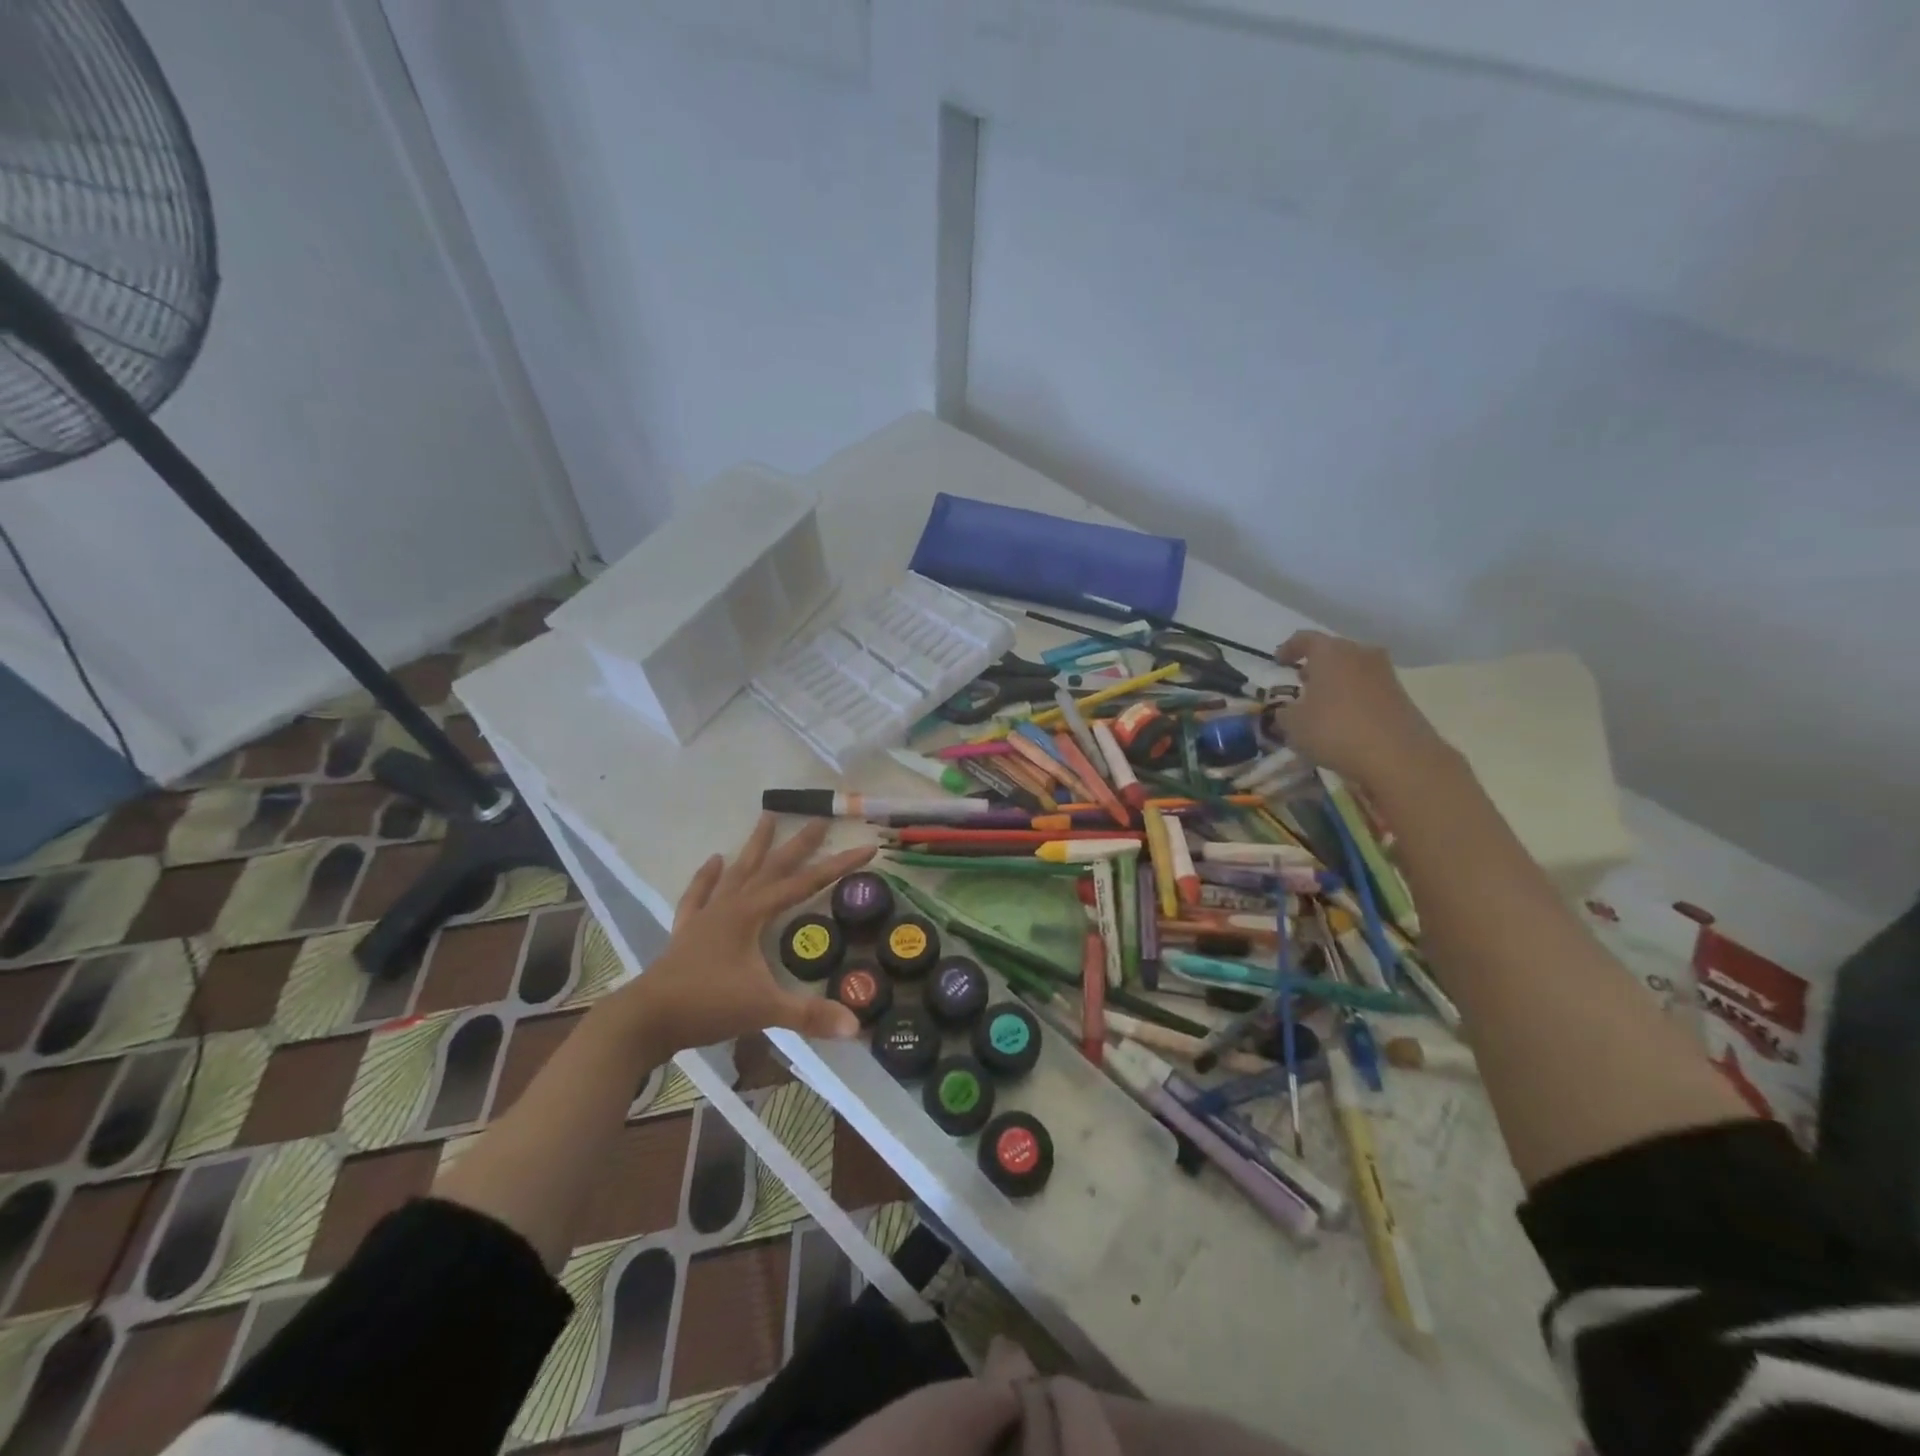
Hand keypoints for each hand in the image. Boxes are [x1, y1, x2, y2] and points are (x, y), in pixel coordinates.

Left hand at [626, 816, 875, 1059]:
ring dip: (754, 847)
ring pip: (737, 872)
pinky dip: (706, 877)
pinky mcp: (687, 930)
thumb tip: (855, 1025)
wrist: (646, 1020)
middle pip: (772, 867)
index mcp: (752, 914)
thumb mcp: (764, 1009)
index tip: (866, 847)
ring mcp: (707, 915)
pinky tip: (713, 860)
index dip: (838, 866)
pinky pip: (699, 895)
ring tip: (766, 817)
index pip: (805, 883)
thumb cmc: (707, 1005)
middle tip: (818, 819)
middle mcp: (731, 905)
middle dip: (798, 844)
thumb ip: (809, 1014)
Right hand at [1271, 630, 1454, 792]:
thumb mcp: (1294, 725)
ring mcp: (1384, 673)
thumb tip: (1287, 712)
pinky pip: (1368, 688)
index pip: (1304, 638)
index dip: (1288, 649)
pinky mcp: (1400, 695)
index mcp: (1330, 652)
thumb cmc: (1335, 730)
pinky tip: (1343, 719)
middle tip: (1300, 684)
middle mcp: (1360, 654)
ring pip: (1352, 669)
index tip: (1278, 663)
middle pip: (1333, 652)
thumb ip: (1284, 713)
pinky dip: (1352, 697)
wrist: (1399, 756)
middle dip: (1315, 666)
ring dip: (1335, 682)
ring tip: (1320, 704)